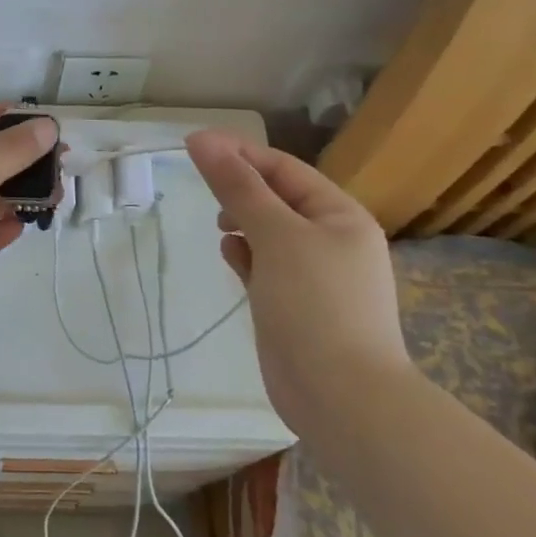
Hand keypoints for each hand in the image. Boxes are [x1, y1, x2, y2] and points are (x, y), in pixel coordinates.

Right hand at [184, 129, 410, 428]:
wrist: (341, 397)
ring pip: (268, 232)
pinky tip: (230, 257)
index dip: (240, 153)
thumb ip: (238, 186)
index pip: (284, 168)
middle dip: (240, 189)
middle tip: (204, 190)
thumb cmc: (314, 303)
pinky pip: (265, 266)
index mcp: (339, 215)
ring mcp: (313, 275)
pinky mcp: (294, 304)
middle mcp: (330, 240)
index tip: (194, 146)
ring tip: (219, 227)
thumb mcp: (276, 234)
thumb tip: (202, 139)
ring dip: (241, 222)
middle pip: (276, 198)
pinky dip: (246, 256)